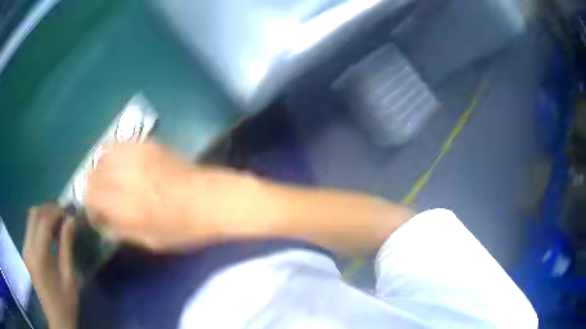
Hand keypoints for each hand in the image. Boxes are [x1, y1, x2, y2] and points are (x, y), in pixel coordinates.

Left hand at [24, 204, 76, 328]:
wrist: (57, 319)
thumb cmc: (66, 302)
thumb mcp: (69, 276)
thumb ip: (66, 245)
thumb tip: (71, 220)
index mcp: (38, 256)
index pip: (43, 221)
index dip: (55, 212)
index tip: (68, 211)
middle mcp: (27, 248)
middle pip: (33, 215)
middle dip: (48, 209)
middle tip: (63, 214)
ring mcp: (25, 249)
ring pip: (31, 220)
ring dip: (44, 216)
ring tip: (58, 223)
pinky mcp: (26, 253)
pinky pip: (30, 230)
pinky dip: (40, 226)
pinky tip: (50, 234)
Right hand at [85, 143, 258, 250]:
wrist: (211, 200)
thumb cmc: (184, 228)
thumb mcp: (151, 241)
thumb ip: (122, 230)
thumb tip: (103, 222)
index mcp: (126, 206)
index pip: (91, 197)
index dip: (89, 205)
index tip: (96, 212)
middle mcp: (126, 176)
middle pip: (92, 173)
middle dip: (91, 186)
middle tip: (100, 196)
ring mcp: (137, 155)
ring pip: (102, 154)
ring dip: (100, 168)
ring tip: (108, 179)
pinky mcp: (148, 143)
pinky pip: (120, 143)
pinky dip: (113, 153)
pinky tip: (120, 163)